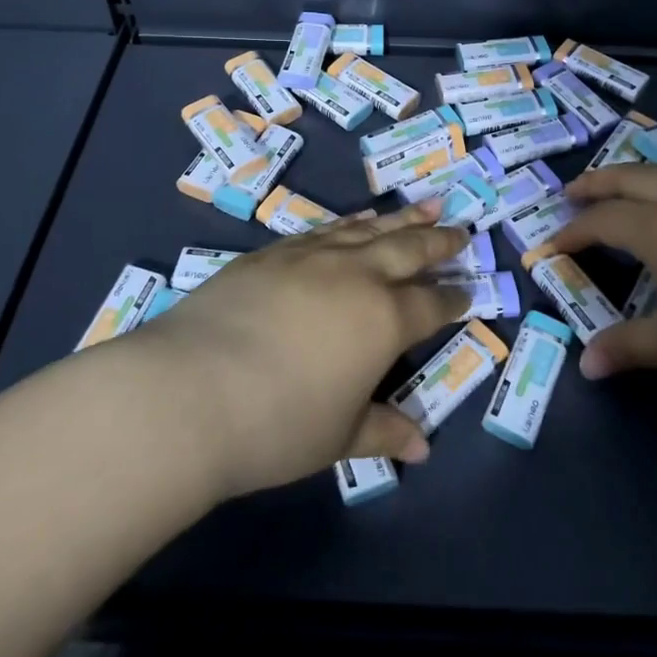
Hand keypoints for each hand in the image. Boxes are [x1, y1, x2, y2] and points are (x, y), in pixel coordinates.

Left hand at [123, 203, 470, 499]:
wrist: (189, 390)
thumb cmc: (277, 424)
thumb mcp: (338, 437)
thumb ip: (383, 431)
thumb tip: (422, 448)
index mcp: (383, 320)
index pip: (430, 303)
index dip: (452, 297)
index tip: (467, 290)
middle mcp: (355, 276)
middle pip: (408, 249)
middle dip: (438, 241)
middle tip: (460, 230)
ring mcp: (311, 257)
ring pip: (368, 229)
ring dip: (400, 219)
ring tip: (424, 208)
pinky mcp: (272, 253)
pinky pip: (325, 229)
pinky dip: (350, 223)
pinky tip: (356, 221)